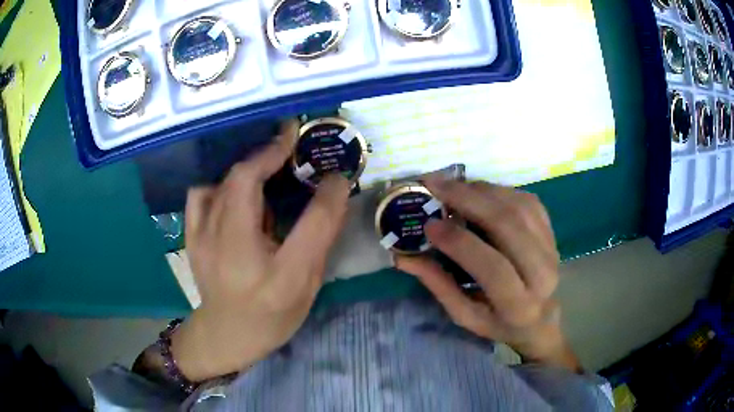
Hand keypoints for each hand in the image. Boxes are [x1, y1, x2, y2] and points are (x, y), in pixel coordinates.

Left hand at [171, 120, 350, 380]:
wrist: (227, 333)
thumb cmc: (273, 315)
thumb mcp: (306, 285)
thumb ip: (320, 236)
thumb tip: (332, 187)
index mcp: (272, 274)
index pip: (306, 223)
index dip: (320, 188)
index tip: (325, 162)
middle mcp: (230, 252)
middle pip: (244, 183)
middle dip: (270, 153)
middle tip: (292, 142)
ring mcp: (202, 241)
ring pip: (223, 182)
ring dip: (248, 167)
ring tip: (268, 168)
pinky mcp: (191, 237)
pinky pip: (202, 193)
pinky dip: (220, 183)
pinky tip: (234, 192)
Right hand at [396, 179, 580, 371]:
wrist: (539, 317)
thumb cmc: (498, 322)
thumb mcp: (465, 316)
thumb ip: (439, 285)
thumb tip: (403, 257)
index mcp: (518, 304)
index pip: (493, 267)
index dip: (460, 242)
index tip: (429, 224)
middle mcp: (542, 273)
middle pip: (509, 225)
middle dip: (469, 200)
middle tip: (435, 185)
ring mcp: (551, 248)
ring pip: (518, 206)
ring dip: (482, 190)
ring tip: (452, 186)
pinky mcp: (552, 232)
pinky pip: (527, 201)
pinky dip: (500, 190)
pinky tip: (478, 191)